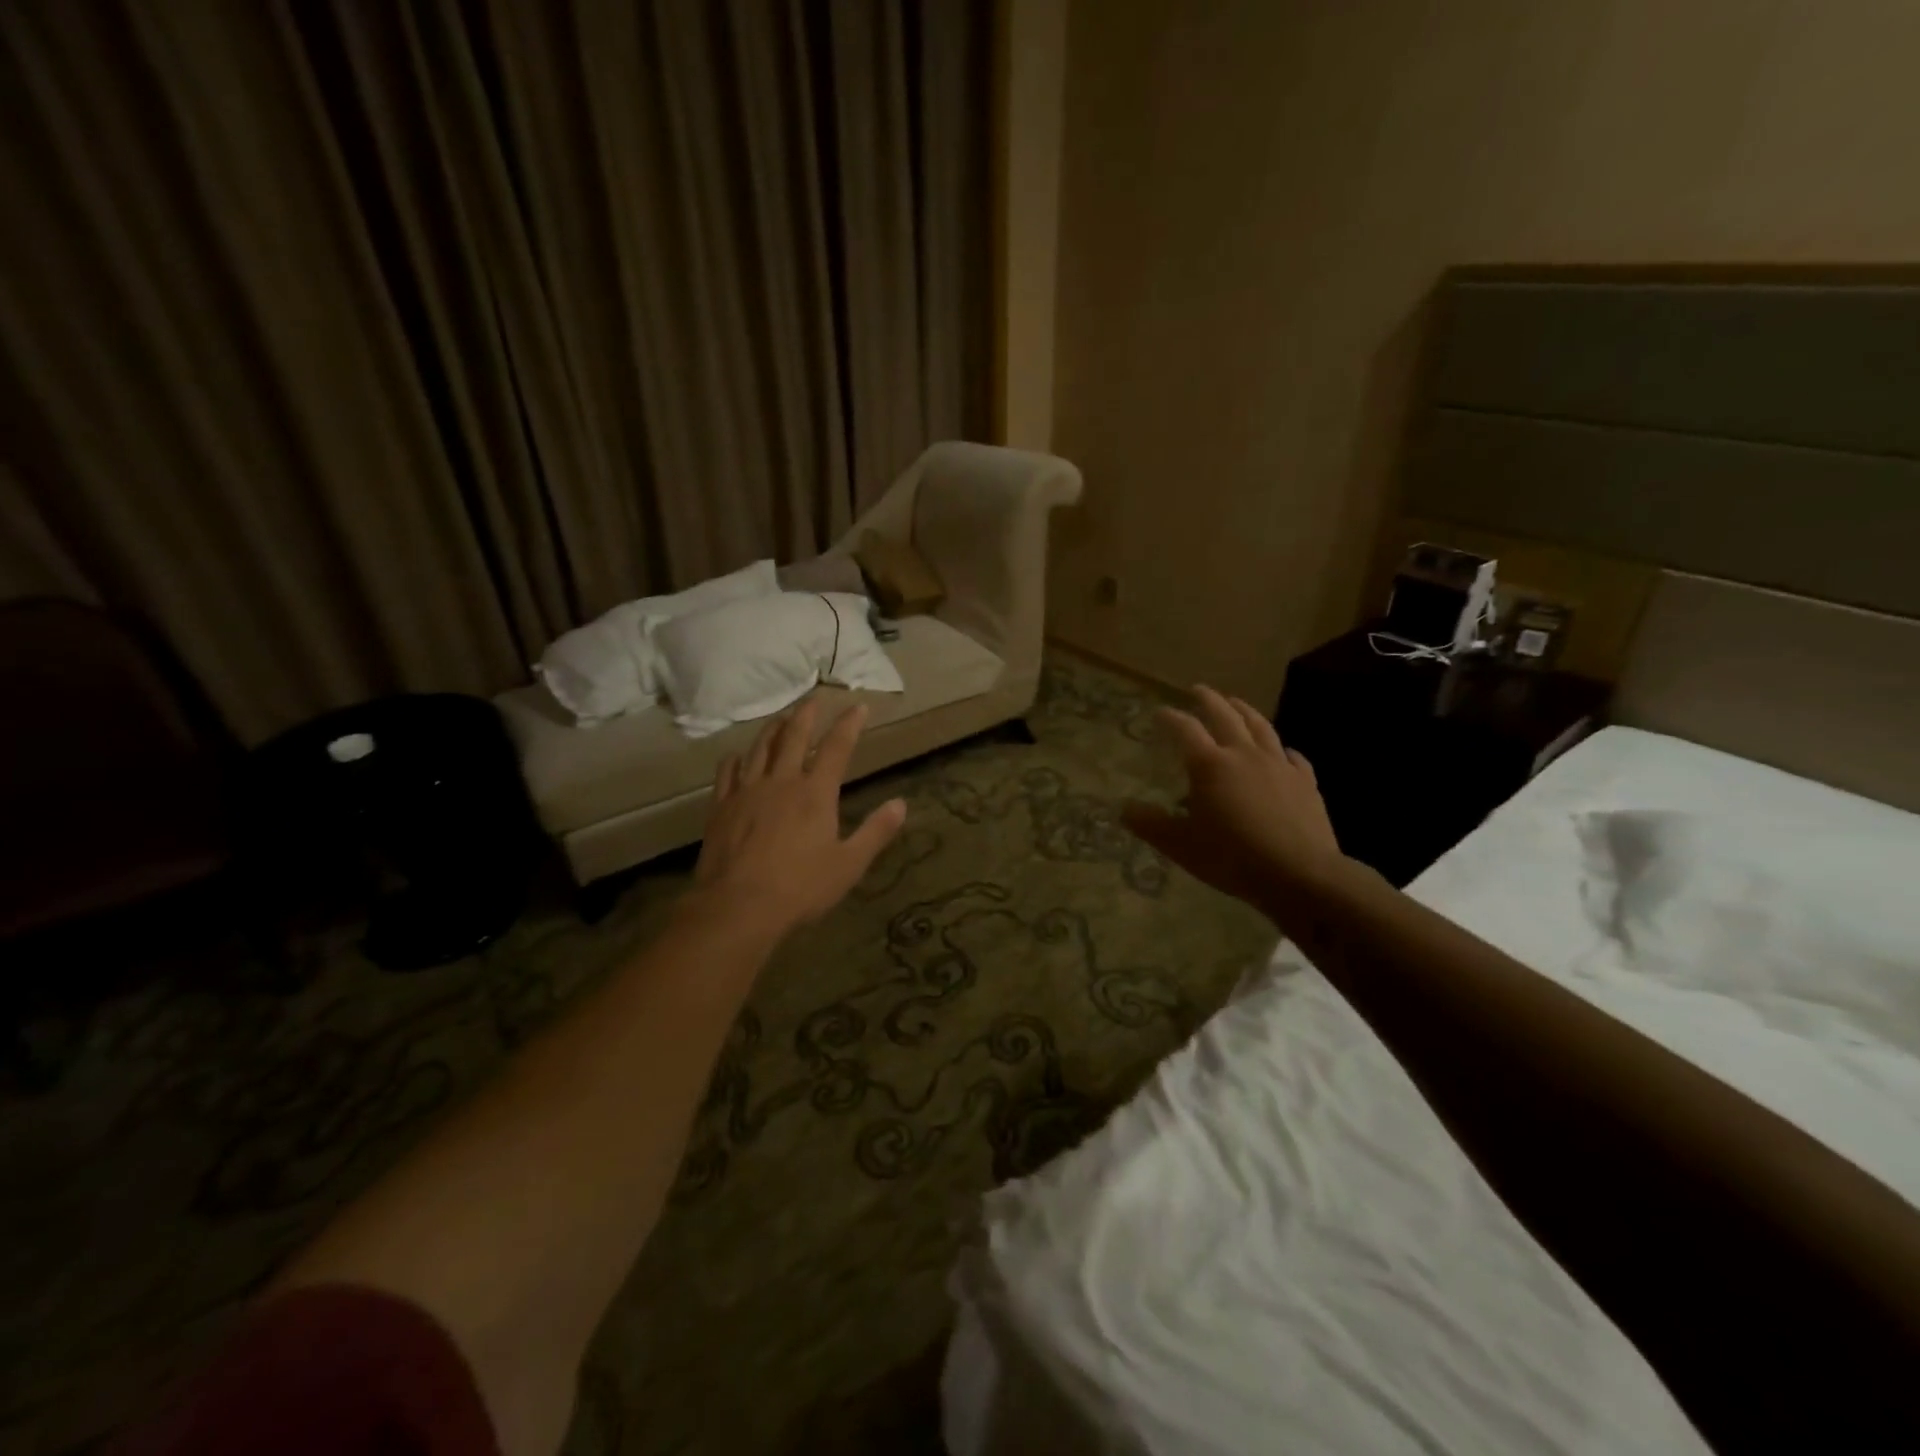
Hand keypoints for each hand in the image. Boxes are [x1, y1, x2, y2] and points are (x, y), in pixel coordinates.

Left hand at [690, 699, 906, 940]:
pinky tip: (737, 756)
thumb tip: (902, 804)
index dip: (849, 724)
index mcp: (815, 794)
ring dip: (773, 729)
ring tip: (781, 717)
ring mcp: (747, 792)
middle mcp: (781, 782)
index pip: (836, 748)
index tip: (858, 706)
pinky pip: (727, 773)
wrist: (738, 907)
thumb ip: (875, 832)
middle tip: (814, 699)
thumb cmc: (800, 888)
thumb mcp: (848, 864)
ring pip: (760, 748)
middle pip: (794, 737)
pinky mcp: (721, 807)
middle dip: (806, 715)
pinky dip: (735, 758)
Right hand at [1123, 684, 1344, 919]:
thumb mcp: (1181, 845)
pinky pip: (1293, 757)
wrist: (1299, 873)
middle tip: (1198, 690)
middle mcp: (1244, 755)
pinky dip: (1282, 749)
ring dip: (1245, 711)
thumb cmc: (1232, 857)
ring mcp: (1279, 765)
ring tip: (1236, 703)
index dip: (1171, 718)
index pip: (1185, 729)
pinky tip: (1283, 752)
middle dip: (1209, 700)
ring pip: (1261, 727)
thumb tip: (1123, 809)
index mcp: (1210, 765)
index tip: (1159, 712)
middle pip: (1225, 716)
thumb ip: (1151, 824)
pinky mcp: (1305, 782)